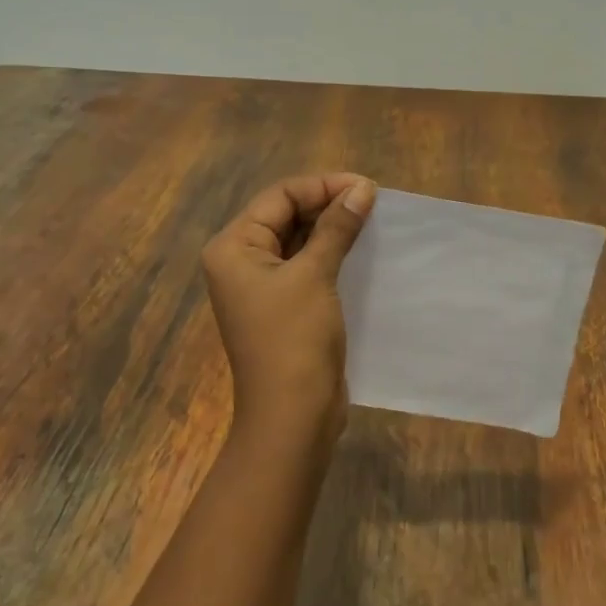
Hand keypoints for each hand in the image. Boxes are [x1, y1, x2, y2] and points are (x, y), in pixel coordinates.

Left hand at [202, 172, 377, 445]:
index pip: (279, 197)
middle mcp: (240, 260)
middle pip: (286, 214)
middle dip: (328, 204)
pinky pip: (306, 264)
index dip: (322, 186)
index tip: (366, 187)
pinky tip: (361, 248)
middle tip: (372, 202)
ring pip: (298, 239)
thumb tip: (362, 188)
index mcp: (233, 247)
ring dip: (332, 228)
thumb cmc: (294, 340)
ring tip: (371, 220)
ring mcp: (261, 284)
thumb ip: (336, 227)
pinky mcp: (283, 304)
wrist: (292, 418)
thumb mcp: (315, 275)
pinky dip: (331, 253)